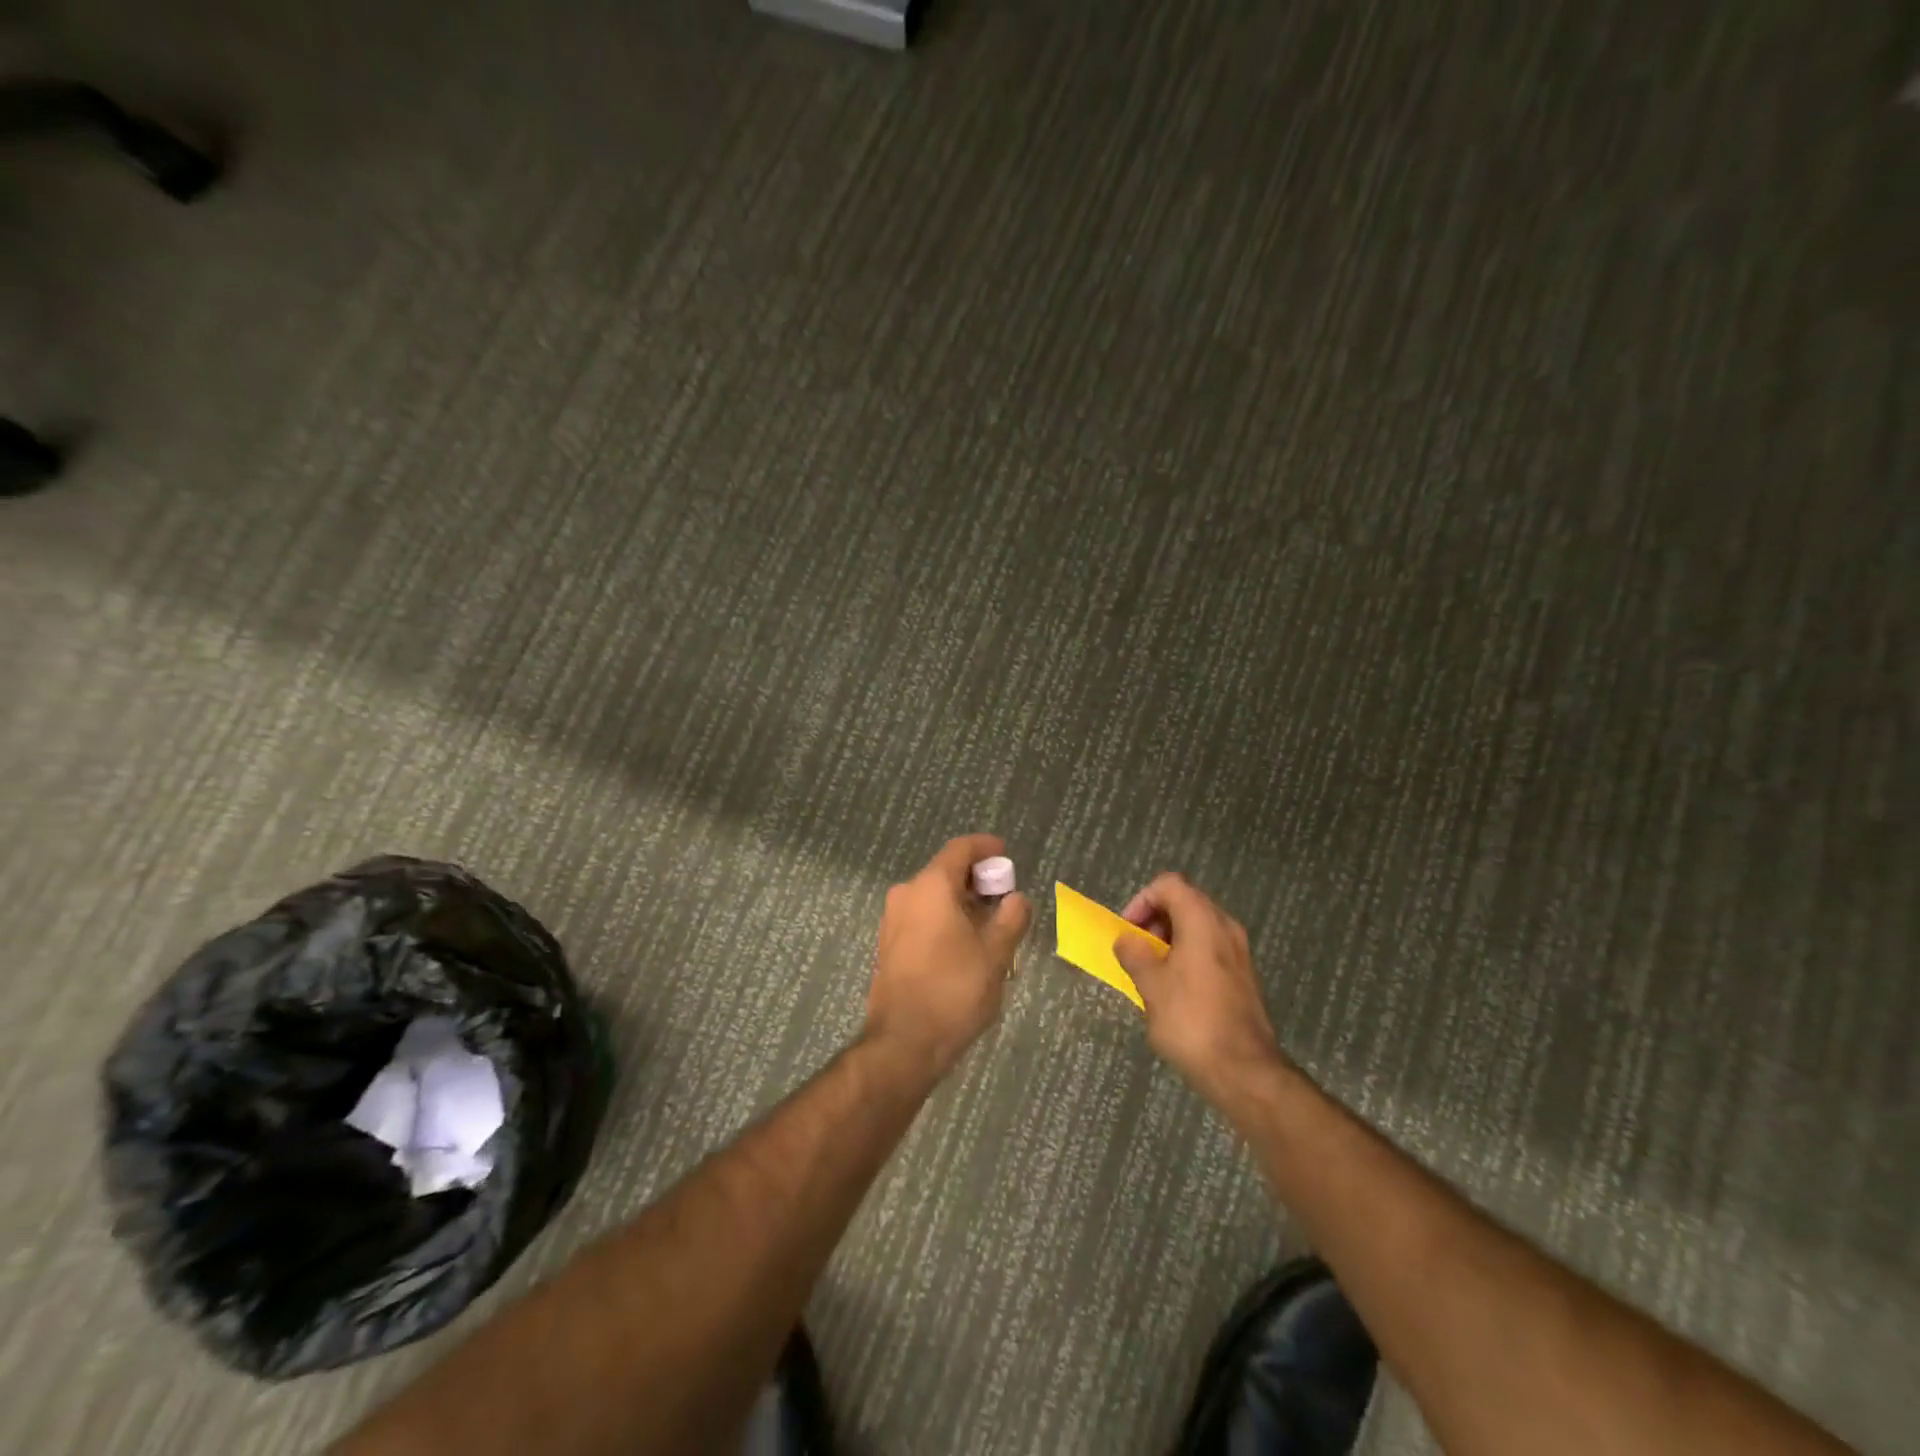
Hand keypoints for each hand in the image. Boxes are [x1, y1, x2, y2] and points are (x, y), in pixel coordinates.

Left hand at [865, 834, 1032, 1077]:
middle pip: (946, 872)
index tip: (1006, 855)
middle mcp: (906, 894)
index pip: (960, 849)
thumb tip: (1016, 899)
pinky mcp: (888, 945)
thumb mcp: (996, 953)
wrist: (903, 1043)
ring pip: (933, 898)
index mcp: (931, 886)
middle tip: (1005, 900)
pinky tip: (966, 946)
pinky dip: (945, 921)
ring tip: (991, 928)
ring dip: (962, 904)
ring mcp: (892, 920)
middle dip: (978, 881)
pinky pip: (922, 918)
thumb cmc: (954, 990)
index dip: (986, 848)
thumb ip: (1011, 918)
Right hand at [1113, 873, 1287, 1103]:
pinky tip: (1174, 989)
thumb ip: (1134, 954)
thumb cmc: (1191, 1020)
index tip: (1128, 930)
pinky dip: (1187, 956)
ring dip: (1169, 939)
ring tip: (1151, 971)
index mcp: (1202, 921)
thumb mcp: (1150, 985)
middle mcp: (1225, 927)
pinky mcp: (1243, 976)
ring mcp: (1239, 952)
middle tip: (1136, 949)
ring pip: (1197, 927)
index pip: (1168, 885)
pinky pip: (1209, 949)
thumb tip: (1126, 940)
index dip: (1142, 900)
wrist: (1244, 1071)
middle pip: (1185, 902)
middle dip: (1154, 920)